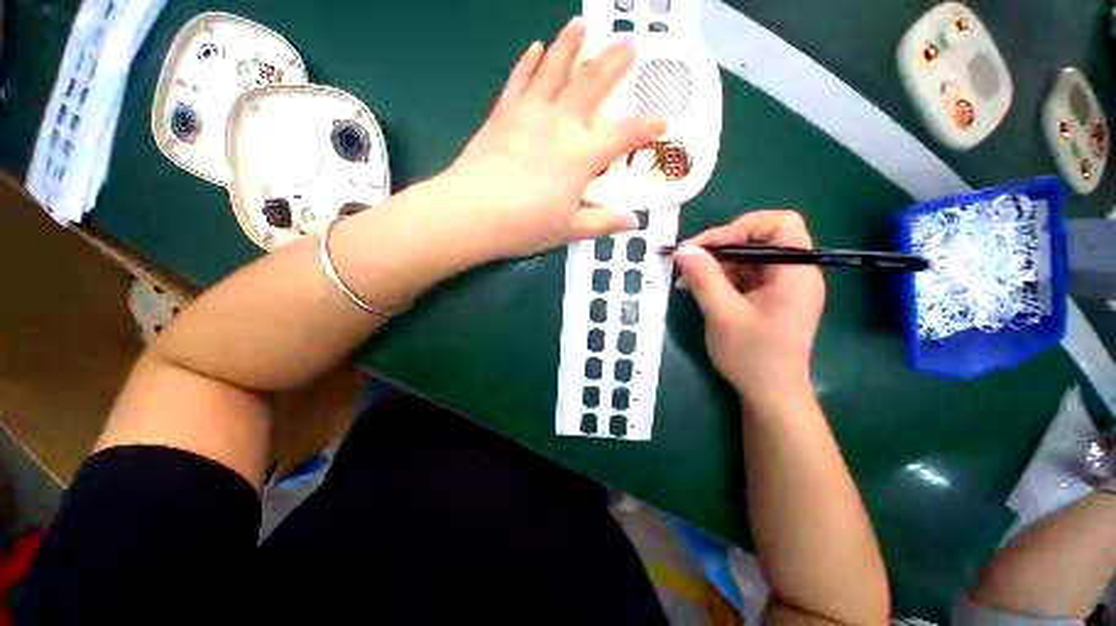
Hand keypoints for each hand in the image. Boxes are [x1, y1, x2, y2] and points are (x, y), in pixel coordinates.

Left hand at [434, 18, 664, 260]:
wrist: (472, 213)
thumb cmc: (525, 225)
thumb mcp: (569, 230)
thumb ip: (603, 222)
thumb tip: (633, 223)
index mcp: (581, 156)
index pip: (625, 135)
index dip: (647, 127)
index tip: (663, 121)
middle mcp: (560, 125)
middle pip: (592, 86)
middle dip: (613, 63)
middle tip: (629, 42)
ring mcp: (529, 114)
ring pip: (555, 69)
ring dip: (570, 45)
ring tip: (582, 24)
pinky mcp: (503, 113)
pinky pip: (519, 80)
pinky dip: (528, 62)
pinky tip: (534, 47)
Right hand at [674, 211, 825, 411]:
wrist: (770, 394)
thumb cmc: (752, 355)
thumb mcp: (722, 314)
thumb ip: (704, 278)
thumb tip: (683, 249)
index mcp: (795, 271)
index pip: (780, 224)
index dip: (742, 227)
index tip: (707, 246)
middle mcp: (794, 273)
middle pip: (760, 239)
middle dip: (722, 246)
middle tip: (689, 259)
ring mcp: (782, 287)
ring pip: (748, 258)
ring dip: (716, 264)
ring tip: (687, 279)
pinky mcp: (770, 299)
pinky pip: (745, 276)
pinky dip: (721, 278)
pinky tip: (698, 289)